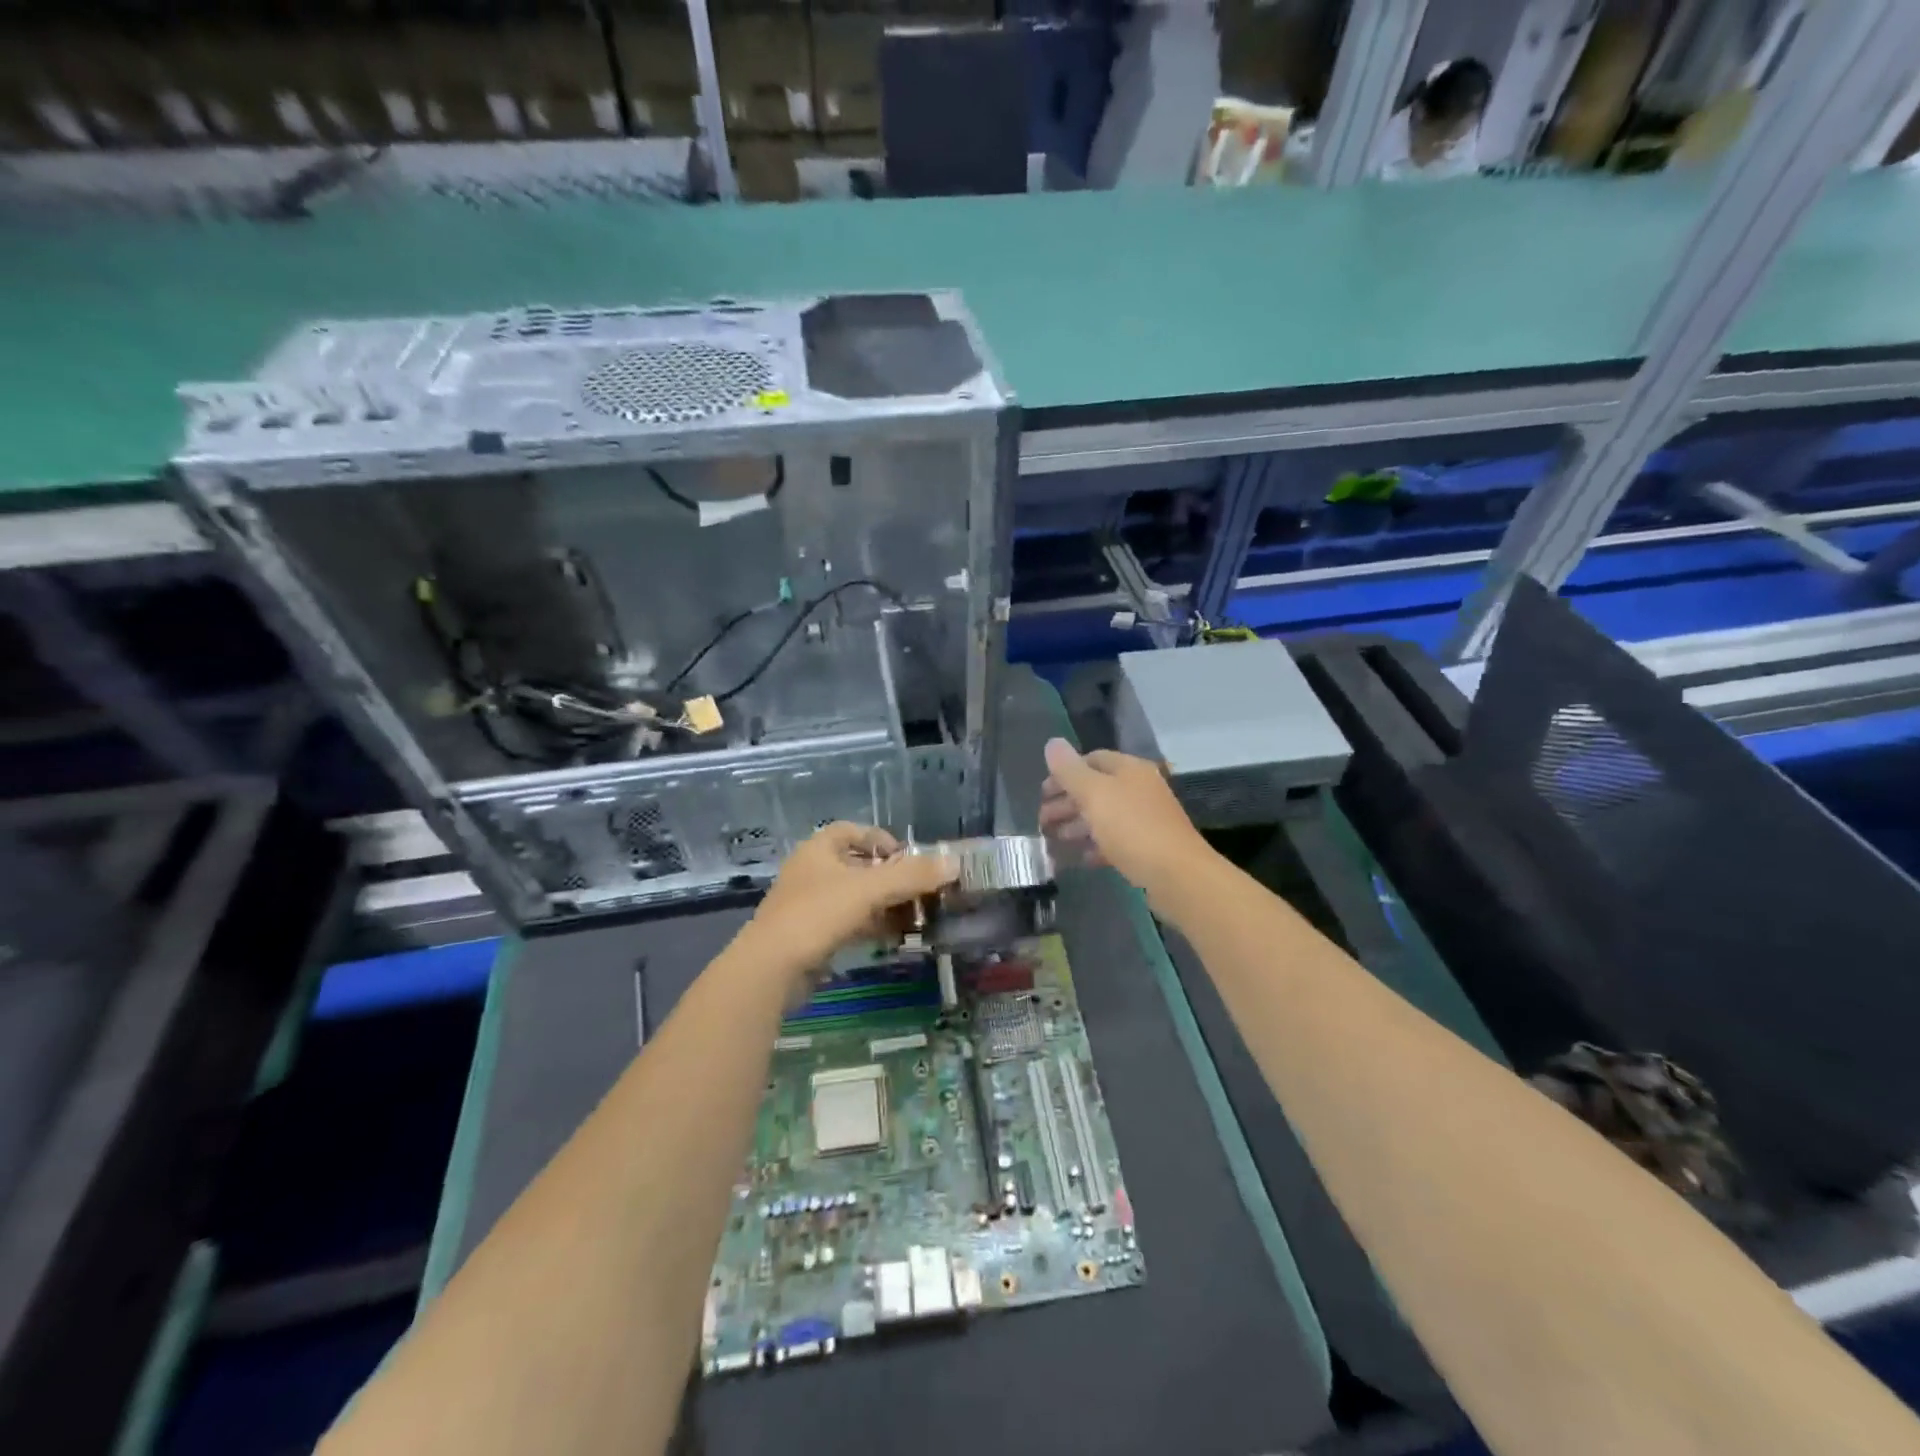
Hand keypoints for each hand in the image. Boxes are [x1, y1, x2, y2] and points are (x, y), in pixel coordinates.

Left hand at [740, 823, 956, 981]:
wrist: (771, 968)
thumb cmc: (818, 914)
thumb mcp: (870, 890)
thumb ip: (912, 875)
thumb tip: (954, 863)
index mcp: (818, 849)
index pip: (853, 831)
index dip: (882, 839)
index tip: (908, 857)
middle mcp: (812, 871)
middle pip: (857, 865)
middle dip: (890, 877)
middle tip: (920, 890)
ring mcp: (808, 905)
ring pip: (854, 897)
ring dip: (884, 904)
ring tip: (915, 916)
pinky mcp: (810, 935)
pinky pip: (847, 923)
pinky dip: (871, 926)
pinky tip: (894, 938)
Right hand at [1038, 738, 1212, 910]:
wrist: (1178, 876)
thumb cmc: (1132, 828)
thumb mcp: (1094, 794)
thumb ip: (1069, 770)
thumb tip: (1052, 742)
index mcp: (1130, 770)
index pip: (1092, 760)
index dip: (1064, 773)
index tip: (1042, 793)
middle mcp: (1140, 789)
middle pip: (1096, 789)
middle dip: (1066, 802)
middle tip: (1042, 820)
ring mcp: (1146, 819)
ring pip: (1104, 817)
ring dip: (1077, 826)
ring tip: (1053, 840)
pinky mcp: (1148, 848)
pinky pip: (1115, 842)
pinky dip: (1095, 847)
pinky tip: (1080, 858)